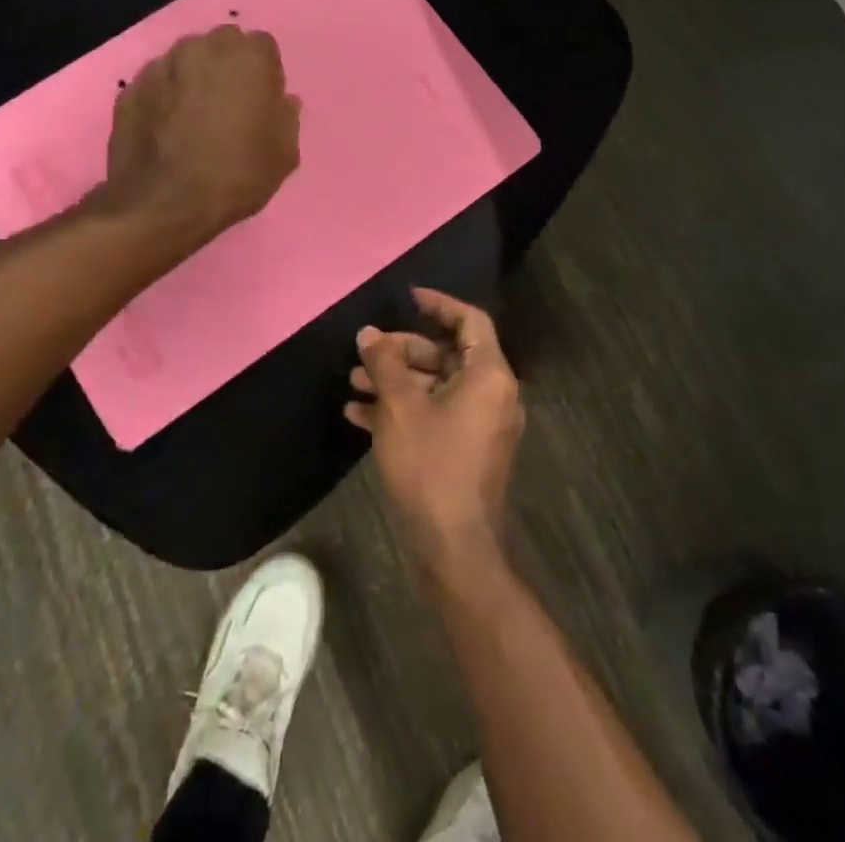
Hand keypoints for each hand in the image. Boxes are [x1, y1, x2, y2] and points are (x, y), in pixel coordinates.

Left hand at [105, 25, 301, 240]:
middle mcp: (203, 47)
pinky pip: (158, 85)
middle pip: (222, 46)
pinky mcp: (130, 88)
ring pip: (186, 61)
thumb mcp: (283, 154)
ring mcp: (161, 65)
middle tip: (230, 107)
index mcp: (248, 56)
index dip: (265, 75)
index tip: (262, 103)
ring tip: (194, 119)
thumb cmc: (236, 174)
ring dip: (194, 79)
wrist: (163, 204)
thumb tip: (282, 101)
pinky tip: (167, 130)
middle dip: (228, 68)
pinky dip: (164, 98)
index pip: (263, 48)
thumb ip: (286, 118)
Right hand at [346, 288, 524, 574]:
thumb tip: (369, 333)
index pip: (470, 321)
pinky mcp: (466, 450)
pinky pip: (435, 414)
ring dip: (396, 380)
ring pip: (436, 386)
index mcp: (489, 375)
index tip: (408, 297)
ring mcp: (480, 424)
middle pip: (448, 354)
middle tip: (366, 351)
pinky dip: (403, 409)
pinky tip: (358, 414)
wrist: (453, 547)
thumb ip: (385, 363)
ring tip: (353, 381)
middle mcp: (492, 394)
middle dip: (403, 350)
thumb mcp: (400, 407)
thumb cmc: (431, 465)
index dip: (439, 304)